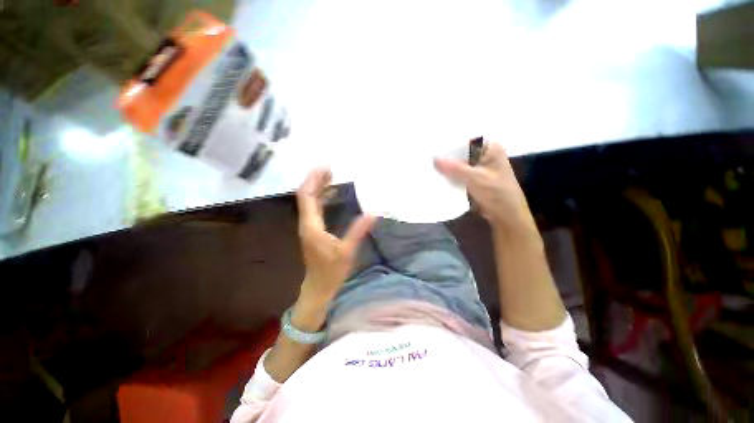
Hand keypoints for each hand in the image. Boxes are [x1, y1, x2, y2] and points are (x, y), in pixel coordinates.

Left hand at [295, 168, 375, 306]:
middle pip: (306, 196)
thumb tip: (374, 212)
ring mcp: (308, 227)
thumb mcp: (347, 251)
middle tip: (330, 169)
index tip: (326, 168)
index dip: (314, 180)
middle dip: (316, 180)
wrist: (318, 288)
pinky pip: (315, 209)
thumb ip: (358, 231)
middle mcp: (306, 223)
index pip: (307, 196)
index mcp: (311, 226)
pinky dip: (322, 198)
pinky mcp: (313, 231)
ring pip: (310, 202)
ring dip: (318, 188)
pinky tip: (332, 196)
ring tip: (332, 177)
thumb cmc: (331, 271)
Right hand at [434, 141, 534, 230]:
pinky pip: (458, 173)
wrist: (505, 215)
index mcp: (490, 148)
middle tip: (427, 155)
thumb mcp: (475, 178)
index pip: (466, 139)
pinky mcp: (473, 178)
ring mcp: (478, 167)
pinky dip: (449, 175)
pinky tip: (436, 175)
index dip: (450, 141)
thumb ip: (455, 168)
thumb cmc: (496, 193)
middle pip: (461, 151)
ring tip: (428, 164)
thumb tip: (434, 159)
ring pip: (458, 163)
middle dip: (446, 155)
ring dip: (446, 166)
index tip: (433, 144)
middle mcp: (483, 155)